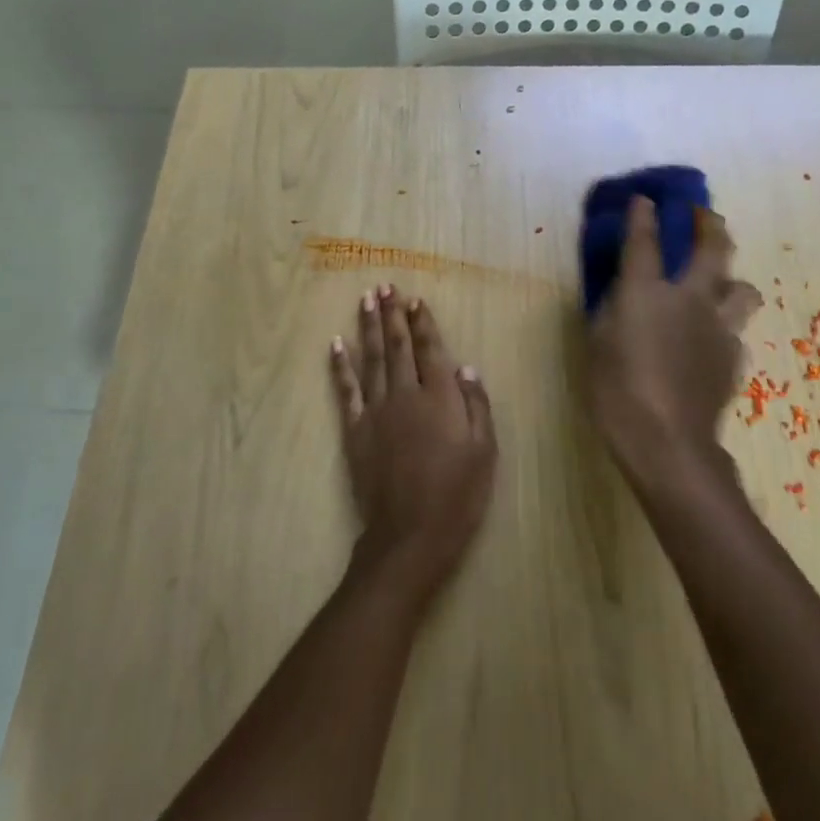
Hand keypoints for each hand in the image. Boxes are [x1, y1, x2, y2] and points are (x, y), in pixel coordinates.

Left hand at [330, 285, 496, 601]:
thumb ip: (476, 405)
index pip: (430, 349)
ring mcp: (376, 410)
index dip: (422, 322)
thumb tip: (465, 367)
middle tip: (385, 286)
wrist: (410, 535)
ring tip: (366, 300)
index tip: (414, 299)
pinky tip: (335, 343)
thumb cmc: (457, 495)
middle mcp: (406, 394)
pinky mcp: (355, 429)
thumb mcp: (484, 451)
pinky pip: (346, 390)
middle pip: (397, 346)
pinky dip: (340, 365)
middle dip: (392, 314)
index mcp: (440, 397)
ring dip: (368, 327)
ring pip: (371, 358)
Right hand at [586, 197, 761, 485]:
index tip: (645, 198)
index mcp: (647, 292)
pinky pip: (734, 330)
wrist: (667, 441)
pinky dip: (723, 327)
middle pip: (714, 249)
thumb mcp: (598, 343)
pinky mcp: (733, 357)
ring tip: (718, 285)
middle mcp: (689, 299)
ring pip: (743, 289)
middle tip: (704, 215)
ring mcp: (719, 327)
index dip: (643, 215)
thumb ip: (612, 310)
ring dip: (731, 280)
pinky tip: (709, 340)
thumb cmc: (617, 390)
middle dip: (710, 224)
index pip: (645, 241)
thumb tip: (623, 295)